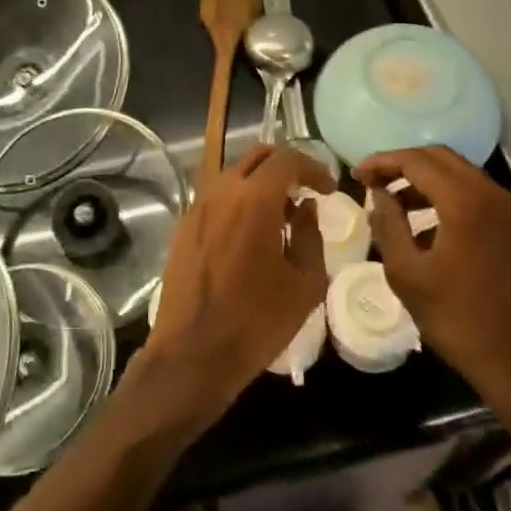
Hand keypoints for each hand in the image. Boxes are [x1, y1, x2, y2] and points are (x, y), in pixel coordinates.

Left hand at [130, 145, 332, 436]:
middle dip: (285, 167)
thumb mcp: (304, 284)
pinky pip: (216, 199)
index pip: (287, 159)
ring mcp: (197, 207)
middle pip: (257, 157)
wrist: (192, 354)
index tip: (327, 190)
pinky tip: (249, 236)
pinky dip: (238, 202)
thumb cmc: (256, 322)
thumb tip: (305, 208)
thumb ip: (310, 236)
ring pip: (234, 175)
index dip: (313, 168)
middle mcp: (222, 192)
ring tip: (279, 218)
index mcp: (254, 200)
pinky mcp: (183, 227)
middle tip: (304, 193)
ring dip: (260, 185)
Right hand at [355, 147, 510, 416]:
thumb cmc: (456, 318)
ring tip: (391, 201)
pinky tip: (422, 223)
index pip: (415, 161)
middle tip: (372, 181)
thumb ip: (388, 224)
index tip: (356, 176)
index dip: (381, 162)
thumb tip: (378, 194)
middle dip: (402, 163)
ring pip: (457, 172)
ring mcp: (505, 209)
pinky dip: (443, 194)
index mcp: (464, 202)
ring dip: (422, 178)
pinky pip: (472, 192)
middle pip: (438, 157)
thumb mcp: (406, 273)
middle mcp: (490, 194)